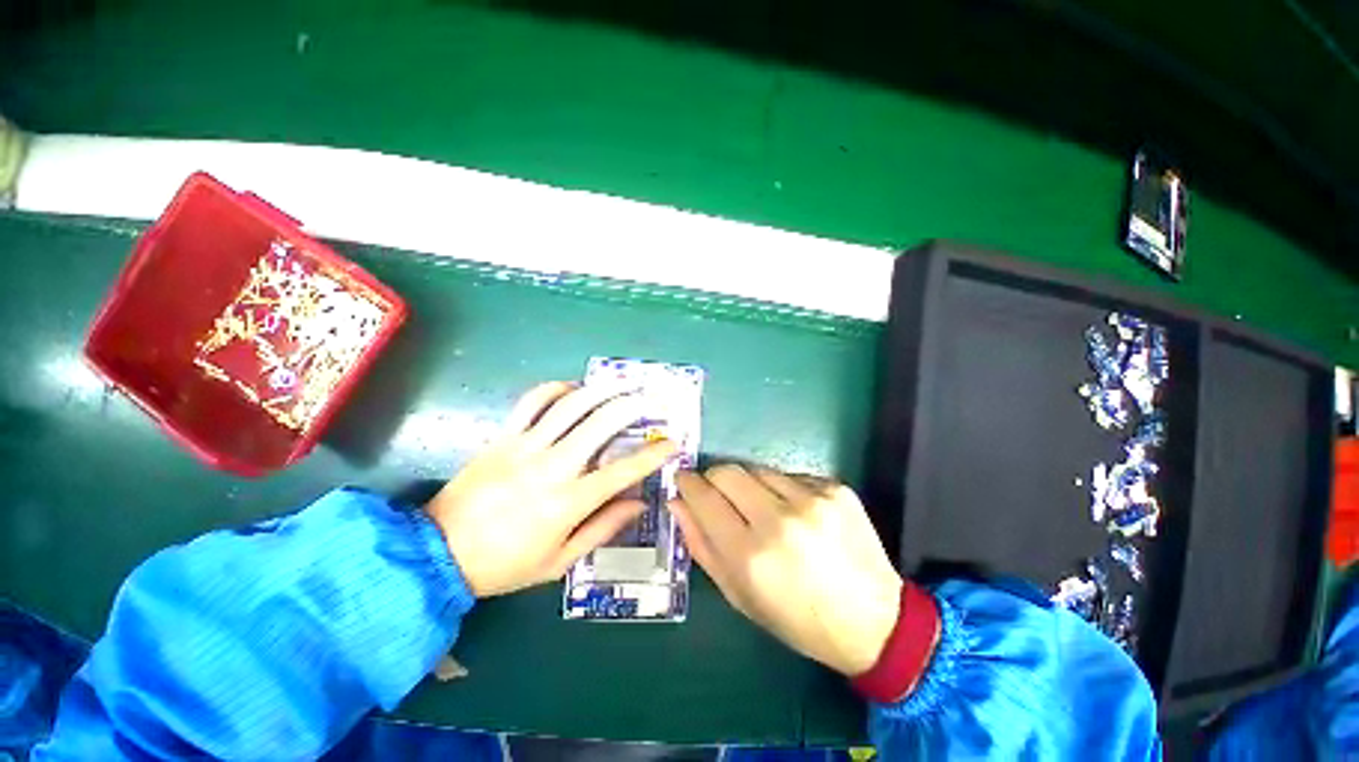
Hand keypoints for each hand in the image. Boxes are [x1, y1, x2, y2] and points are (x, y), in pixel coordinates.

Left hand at [426, 381, 676, 597]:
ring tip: (620, 385)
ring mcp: (525, 447)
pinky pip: (531, 403)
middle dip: (630, 407)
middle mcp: (552, 467)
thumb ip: (603, 528)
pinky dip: (554, 389)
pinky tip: (571, 389)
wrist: (438, 554)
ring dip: (600, 391)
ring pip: (570, 405)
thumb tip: (638, 503)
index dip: (652, 455)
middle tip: (648, 401)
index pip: (623, 471)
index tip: (671, 443)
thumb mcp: (559, 561)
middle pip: (601, 424)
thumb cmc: (505, 565)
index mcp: (568, 502)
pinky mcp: (503, 437)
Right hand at [672, 466, 903, 675]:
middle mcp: (780, 520)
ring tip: (763, 510)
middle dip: (714, 478)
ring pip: (757, 469)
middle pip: (727, 471)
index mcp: (751, 555)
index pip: (704, 497)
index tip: (682, 479)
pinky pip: (789, 475)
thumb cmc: (797, 619)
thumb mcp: (739, 595)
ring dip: (749, 485)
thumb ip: (702, 545)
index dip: (687, 483)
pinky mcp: (835, 488)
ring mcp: (812, 499)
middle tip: (717, 494)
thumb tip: (678, 502)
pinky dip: (782, 489)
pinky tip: (796, 514)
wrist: (874, 621)